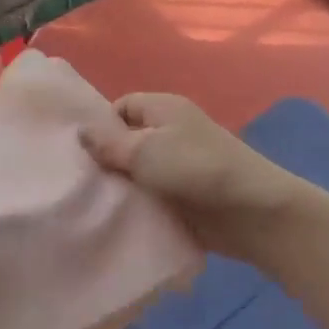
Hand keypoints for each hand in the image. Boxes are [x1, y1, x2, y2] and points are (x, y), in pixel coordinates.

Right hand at [80, 93, 301, 259]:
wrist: (251, 212)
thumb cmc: (196, 169)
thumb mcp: (145, 150)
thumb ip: (110, 143)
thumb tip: (81, 131)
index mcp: (163, 109)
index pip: (120, 107)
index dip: (100, 126)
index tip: (79, 154)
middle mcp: (169, 133)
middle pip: (126, 142)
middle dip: (105, 161)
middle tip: (77, 183)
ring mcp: (177, 166)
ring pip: (136, 172)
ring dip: (119, 188)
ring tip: (89, 205)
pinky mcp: (182, 197)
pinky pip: (150, 197)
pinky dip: (136, 206)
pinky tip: (114, 220)